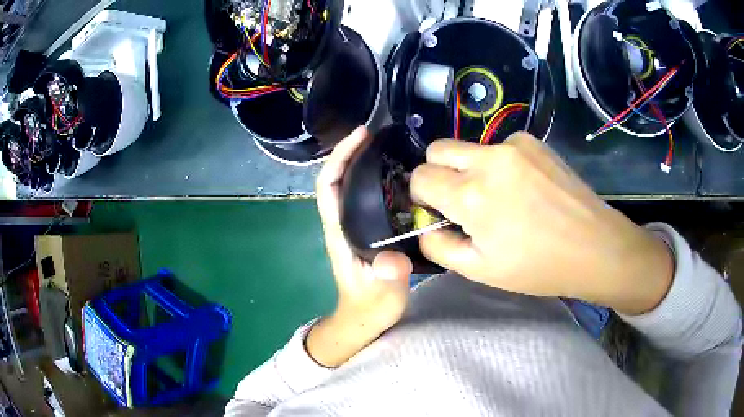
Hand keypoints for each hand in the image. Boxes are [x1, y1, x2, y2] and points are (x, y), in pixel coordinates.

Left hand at [308, 127, 412, 367]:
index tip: (360, 136)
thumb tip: (393, 259)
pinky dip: (374, 178)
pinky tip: (396, 174)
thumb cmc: (369, 308)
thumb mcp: (382, 295)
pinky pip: (364, 196)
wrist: (364, 319)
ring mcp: (351, 226)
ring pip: (349, 184)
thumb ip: (387, 278)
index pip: (328, 186)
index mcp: (339, 232)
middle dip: (351, 151)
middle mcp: (341, 223)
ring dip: (361, 161)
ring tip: (388, 146)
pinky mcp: (363, 229)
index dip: (339, 157)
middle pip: (336, 177)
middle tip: (378, 134)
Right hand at [409, 132, 673, 315]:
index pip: (420, 176)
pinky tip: (525, 187)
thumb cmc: (538, 267)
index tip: (436, 209)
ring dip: (472, 169)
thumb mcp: (480, 271)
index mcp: (471, 195)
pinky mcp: (533, 141)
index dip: (421, 194)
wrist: (594, 246)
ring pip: (470, 147)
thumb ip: (439, 246)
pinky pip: (500, 147)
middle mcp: (488, 160)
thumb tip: (424, 225)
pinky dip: (501, 165)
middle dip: (438, 171)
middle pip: (437, 149)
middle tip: (460, 199)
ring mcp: (513, 145)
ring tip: (503, 197)